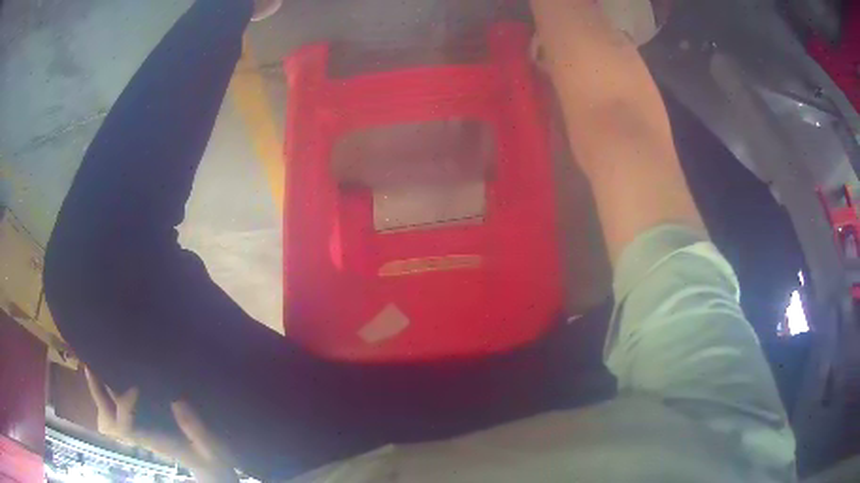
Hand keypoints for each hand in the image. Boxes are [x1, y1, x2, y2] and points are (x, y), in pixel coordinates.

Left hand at [85, 367, 239, 482]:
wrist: (212, 469)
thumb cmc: (212, 459)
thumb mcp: (210, 447)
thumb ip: (195, 428)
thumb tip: (177, 399)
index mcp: (154, 441)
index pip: (127, 426)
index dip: (125, 405)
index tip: (135, 385)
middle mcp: (142, 434)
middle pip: (110, 419)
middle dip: (98, 394)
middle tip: (90, 366)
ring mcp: (142, 429)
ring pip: (111, 413)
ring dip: (101, 391)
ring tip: (95, 363)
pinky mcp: (145, 423)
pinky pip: (119, 408)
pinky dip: (111, 392)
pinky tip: (113, 373)